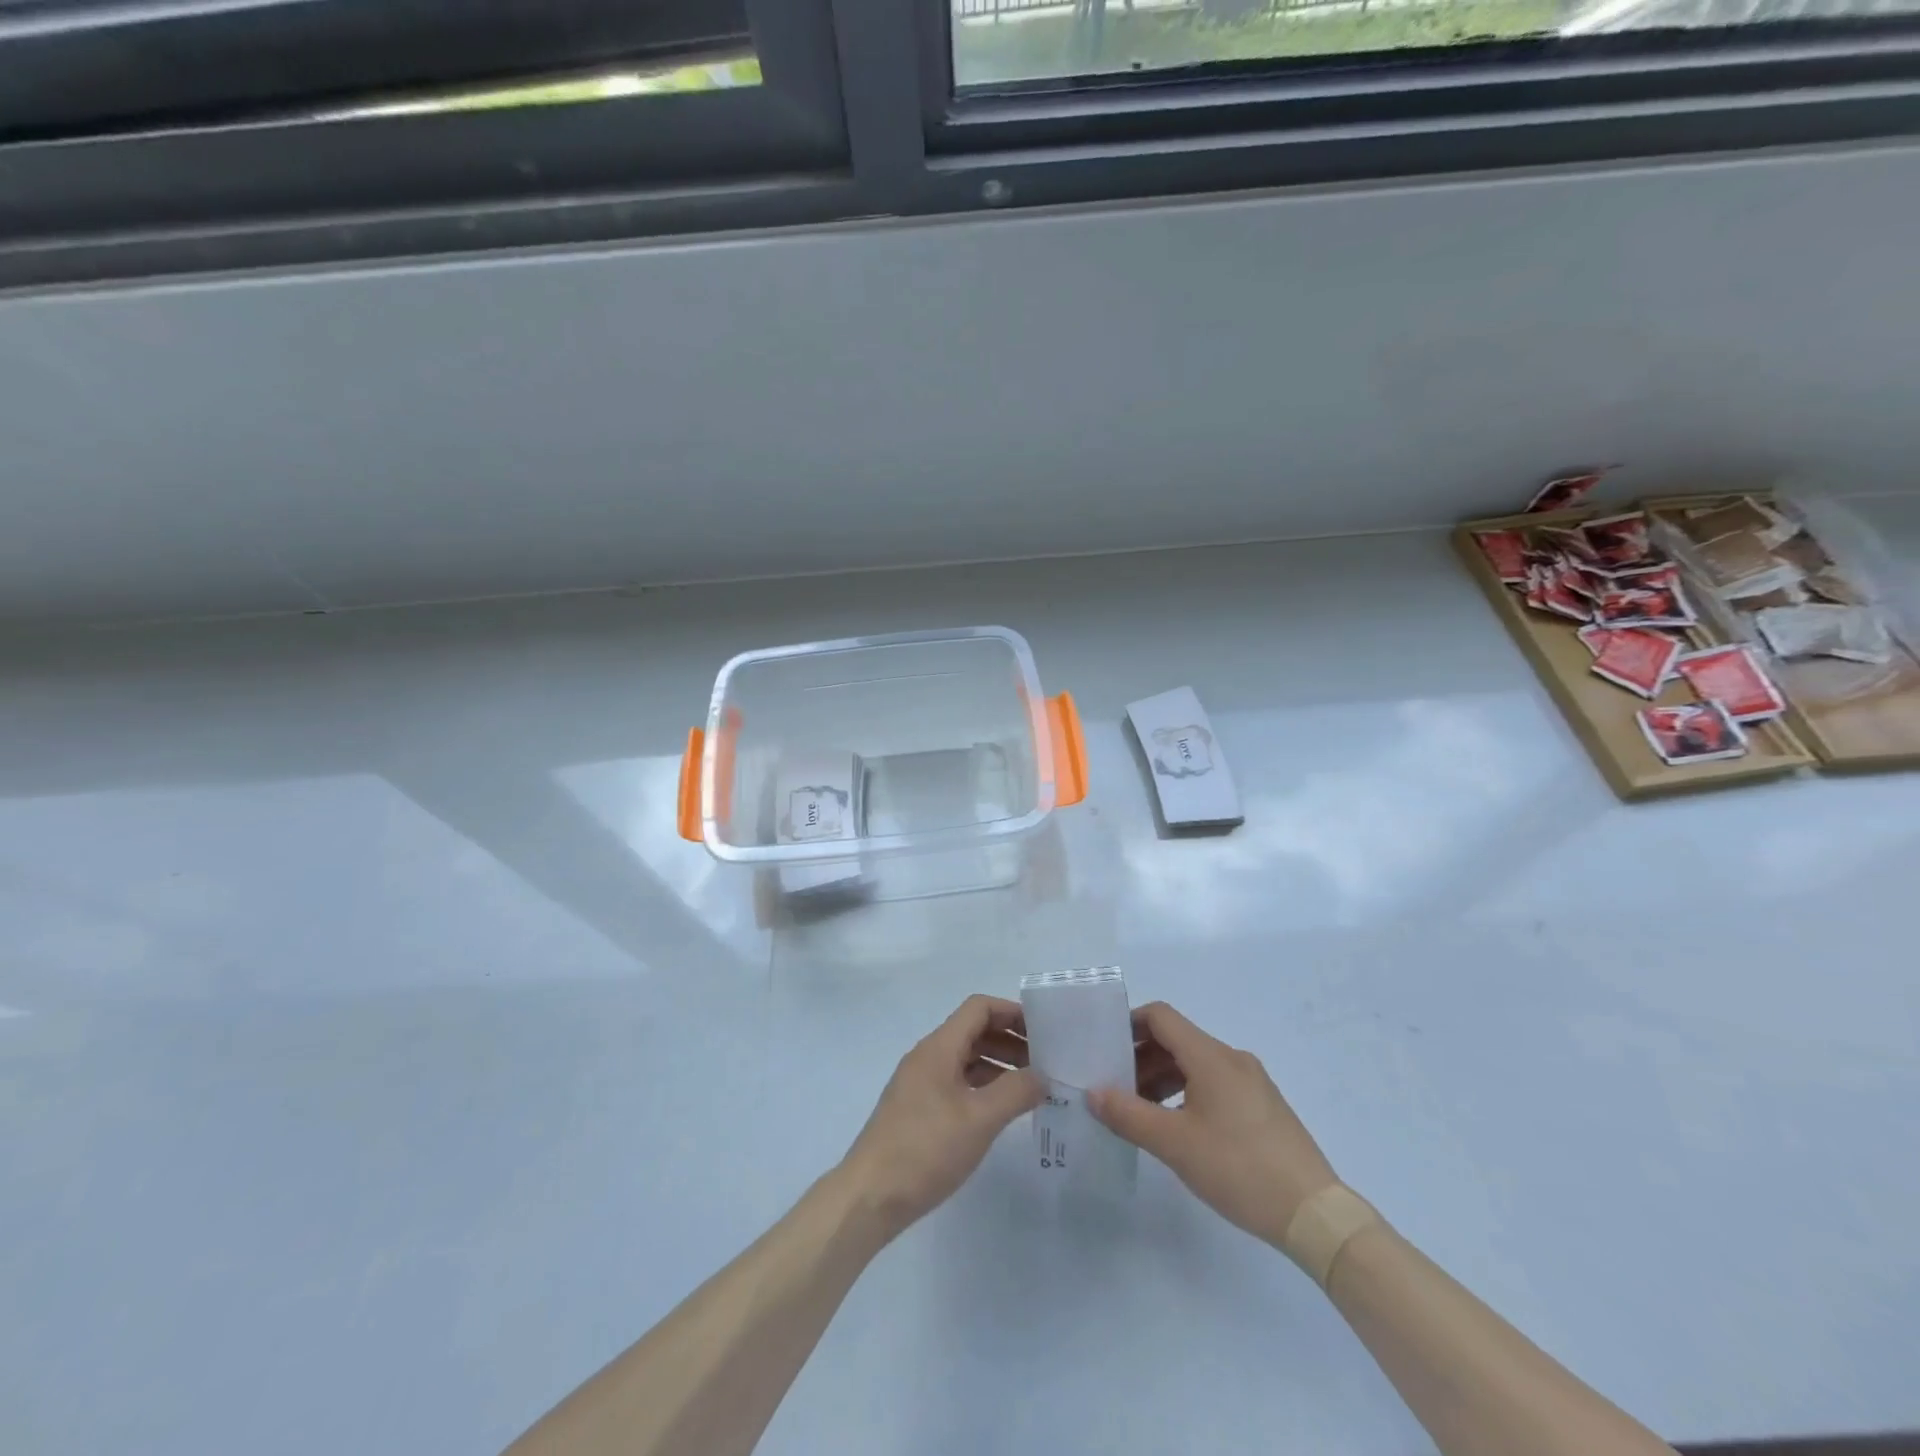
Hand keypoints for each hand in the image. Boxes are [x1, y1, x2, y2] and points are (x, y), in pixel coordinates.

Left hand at [837, 995, 1043, 1240]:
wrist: (870, 1196)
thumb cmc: (926, 1149)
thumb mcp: (979, 1120)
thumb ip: (1016, 1092)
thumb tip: (1043, 1075)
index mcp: (939, 1047)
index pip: (979, 1008)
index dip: (1012, 1012)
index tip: (1044, 1030)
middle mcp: (928, 1056)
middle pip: (974, 1031)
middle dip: (1010, 1040)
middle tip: (1045, 1061)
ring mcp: (920, 1083)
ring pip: (966, 1058)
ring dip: (999, 1064)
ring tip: (1031, 1087)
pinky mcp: (918, 1109)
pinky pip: (957, 1082)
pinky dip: (983, 1086)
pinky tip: (1001, 1110)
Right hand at [1091, 1001, 1337, 1248]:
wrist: (1315, 1214)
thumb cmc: (1239, 1168)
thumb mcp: (1174, 1144)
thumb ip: (1128, 1114)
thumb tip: (1093, 1092)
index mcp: (1211, 1056)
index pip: (1161, 1017)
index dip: (1129, 1024)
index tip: (1104, 1047)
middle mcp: (1232, 1059)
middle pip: (1177, 1040)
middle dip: (1141, 1058)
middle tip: (1114, 1087)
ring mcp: (1252, 1083)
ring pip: (1196, 1064)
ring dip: (1163, 1078)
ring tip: (1141, 1111)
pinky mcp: (1263, 1107)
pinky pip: (1215, 1084)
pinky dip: (1187, 1092)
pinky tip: (1178, 1127)